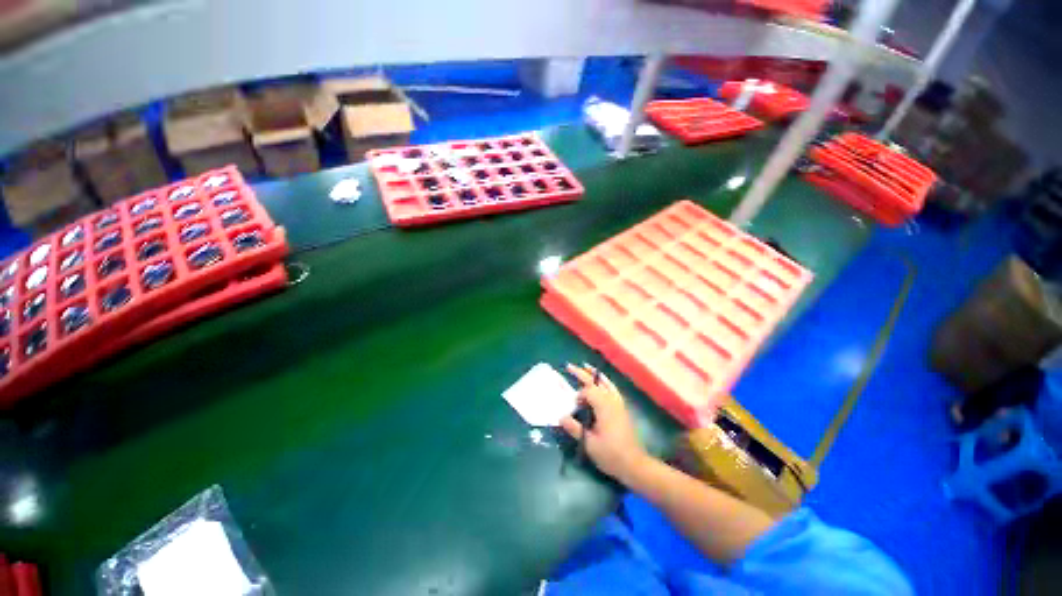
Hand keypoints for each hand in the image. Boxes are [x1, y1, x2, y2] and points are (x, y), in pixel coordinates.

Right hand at [560, 363, 649, 483]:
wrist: (634, 464)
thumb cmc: (611, 454)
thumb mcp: (589, 443)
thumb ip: (575, 428)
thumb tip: (561, 417)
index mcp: (604, 406)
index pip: (588, 391)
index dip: (579, 395)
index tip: (574, 406)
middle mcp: (612, 400)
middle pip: (595, 382)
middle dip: (582, 373)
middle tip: (569, 366)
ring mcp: (619, 403)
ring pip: (605, 383)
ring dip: (594, 375)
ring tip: (585, 366)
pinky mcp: (622, 408)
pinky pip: (612, 388)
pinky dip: (605, 382)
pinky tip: (602, 382)